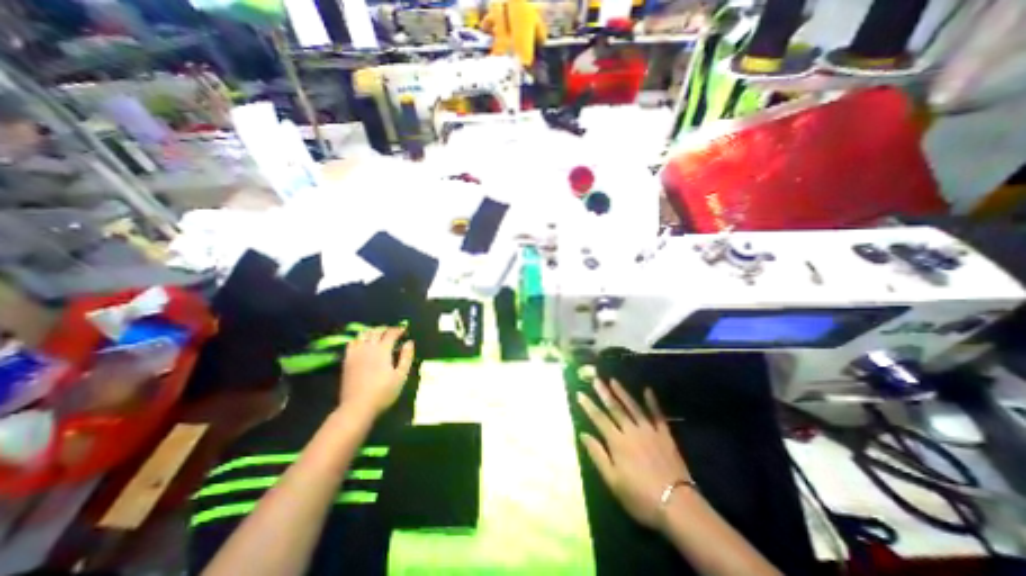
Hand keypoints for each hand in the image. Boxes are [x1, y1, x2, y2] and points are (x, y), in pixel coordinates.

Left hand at [339, 328, 414, 417]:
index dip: (398, 329)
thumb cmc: (383, 392)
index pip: (391, 333)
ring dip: (372, 331)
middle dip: (386, 329)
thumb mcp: (401, 376)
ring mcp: (355, 353)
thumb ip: (406, 357)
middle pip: (376, 331)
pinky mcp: (347, 360)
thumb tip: (409, 342)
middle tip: (393, 332)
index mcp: (382, 350)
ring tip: (378, 335)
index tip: (404, 329)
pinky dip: (359, 339)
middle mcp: (368, 347)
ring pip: (363, 334)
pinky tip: (363, 343)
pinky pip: (351, 343)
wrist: (357, 407)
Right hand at [581, 379, 692, 532]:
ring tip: (613, 380)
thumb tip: (583, 434)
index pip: (599, 419)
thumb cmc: (640, 496)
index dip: (588, 406)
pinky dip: (652, 402)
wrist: (677, 505)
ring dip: (623, 393)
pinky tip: (648, 390)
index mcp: (617, 441)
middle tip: (595, 378)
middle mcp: (631, 430)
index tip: (580, 393)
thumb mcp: (613, 480)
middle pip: (615, 408)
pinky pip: (657, 415)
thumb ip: (597, 455)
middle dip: (603, 393)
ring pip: (633, 407)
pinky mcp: (665, 435)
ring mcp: (649, 430)